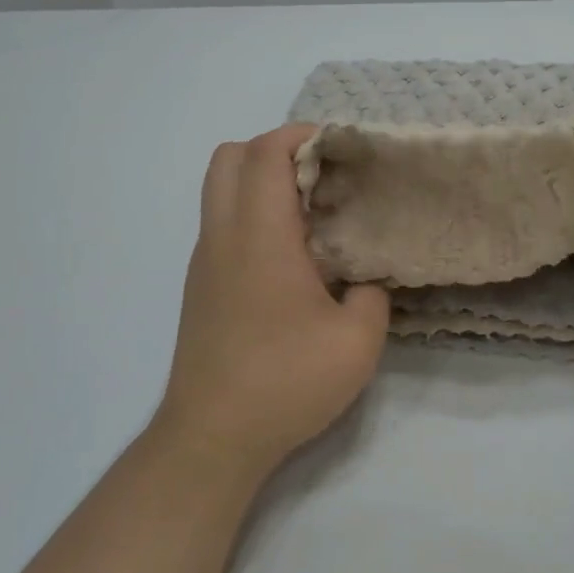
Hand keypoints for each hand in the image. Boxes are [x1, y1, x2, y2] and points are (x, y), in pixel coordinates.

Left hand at [157, 124, 391, 474]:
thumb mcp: (358, 341)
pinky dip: (250, 213)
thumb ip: (373, 294)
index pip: (266, 153)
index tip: (340, 145)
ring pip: (218, 190)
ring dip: (259, 181)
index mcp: (260, 236)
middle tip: (320, 173)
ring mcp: (205, 262)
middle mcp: (223, 236)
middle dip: (274, 148)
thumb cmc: (286, 382)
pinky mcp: (200, 286)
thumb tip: (366, 278)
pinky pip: (221, 223)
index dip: (301, 135)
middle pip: (229, 157)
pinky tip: (289, 255)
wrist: (212, 437)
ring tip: (309, 211)